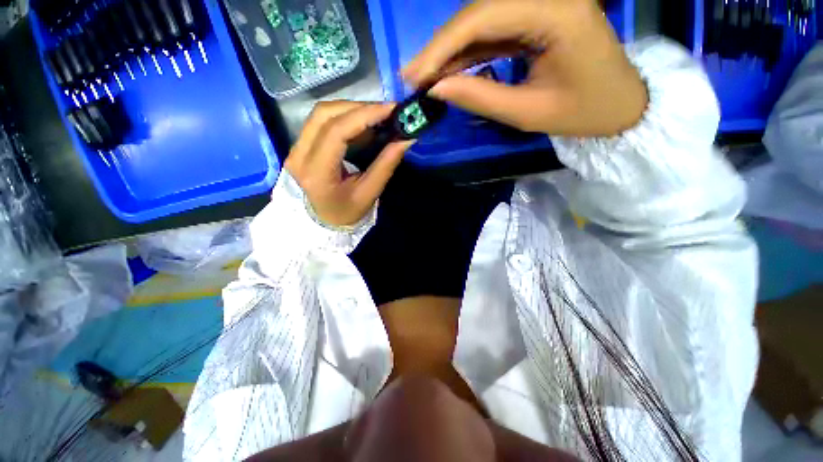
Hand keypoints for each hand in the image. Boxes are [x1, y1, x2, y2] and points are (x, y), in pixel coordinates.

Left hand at [284, 101, 411, 226]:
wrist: (322, 223)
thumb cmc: (347, 213)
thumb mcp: (369, 193)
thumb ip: (386, 165)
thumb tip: (407, 138)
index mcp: (316, 172)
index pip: (336, 131)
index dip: (364, 115)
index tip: (391, 109)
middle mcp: (299, 155)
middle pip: (324, 114)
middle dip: (359, 108)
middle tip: (386, 112)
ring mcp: (296, 148)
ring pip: (321, 114)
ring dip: (351, 110)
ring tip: (377, 117)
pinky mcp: (300, 145)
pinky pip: (321, 122)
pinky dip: (345, 118)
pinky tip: (363, 125)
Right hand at [403, 0, 647, 136]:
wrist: (620, 105)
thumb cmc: (583, 113)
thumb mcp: (528, 113)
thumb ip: (479, 97)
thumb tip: (436, 90)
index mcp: (557, 12)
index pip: (483, 16)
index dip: (441, 46)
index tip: (414, 75)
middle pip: (478, 11)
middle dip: (440, 47)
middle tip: (412, 76)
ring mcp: (543, 3)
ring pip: (481, 18)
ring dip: (450, 49)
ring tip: (424, 76)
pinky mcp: (538, 16)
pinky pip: (493, 29)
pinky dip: (468, 50)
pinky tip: (449, 70)